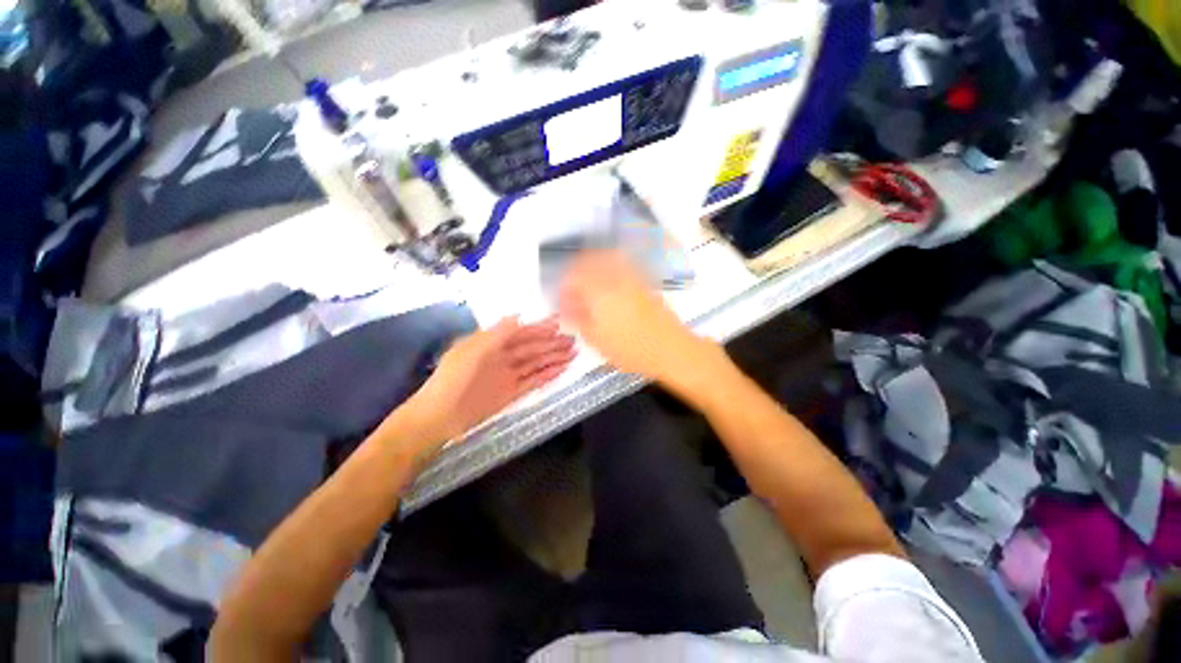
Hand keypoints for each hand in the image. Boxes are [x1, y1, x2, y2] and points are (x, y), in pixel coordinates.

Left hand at [395, 317, 575, 446]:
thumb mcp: (471, 351)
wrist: (439, 417)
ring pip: (536, 364)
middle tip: (573, 340)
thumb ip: (495, 334)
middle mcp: (502, 358)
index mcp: (491, 344)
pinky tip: (562, 370)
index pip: (521, 333)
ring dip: (554, 359)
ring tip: (574, 354)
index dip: (539, 328)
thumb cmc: (451, 379)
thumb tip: (518, 316)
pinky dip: (547, 376)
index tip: (559, 323)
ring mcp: (507, 376)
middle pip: (532, 348)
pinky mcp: (511, 394)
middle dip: (552, 343)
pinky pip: (533, 382)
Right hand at [558, 250, 723, 388]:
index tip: (563, 297)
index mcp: (599, 293)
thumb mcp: (598, 341)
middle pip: (589, 260)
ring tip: (588, 276)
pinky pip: (624, 263)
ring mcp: (632, 278)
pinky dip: (612, 262)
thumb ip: (579, 322)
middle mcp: (614, 279)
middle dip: (576, 268)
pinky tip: (610, 275)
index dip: (564, 286)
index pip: (573, 277)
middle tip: (572, 283)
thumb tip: (567, 310)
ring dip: (593, 261)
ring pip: (607, 256)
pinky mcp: (644, 282)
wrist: (670, 348)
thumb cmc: (631, 350)